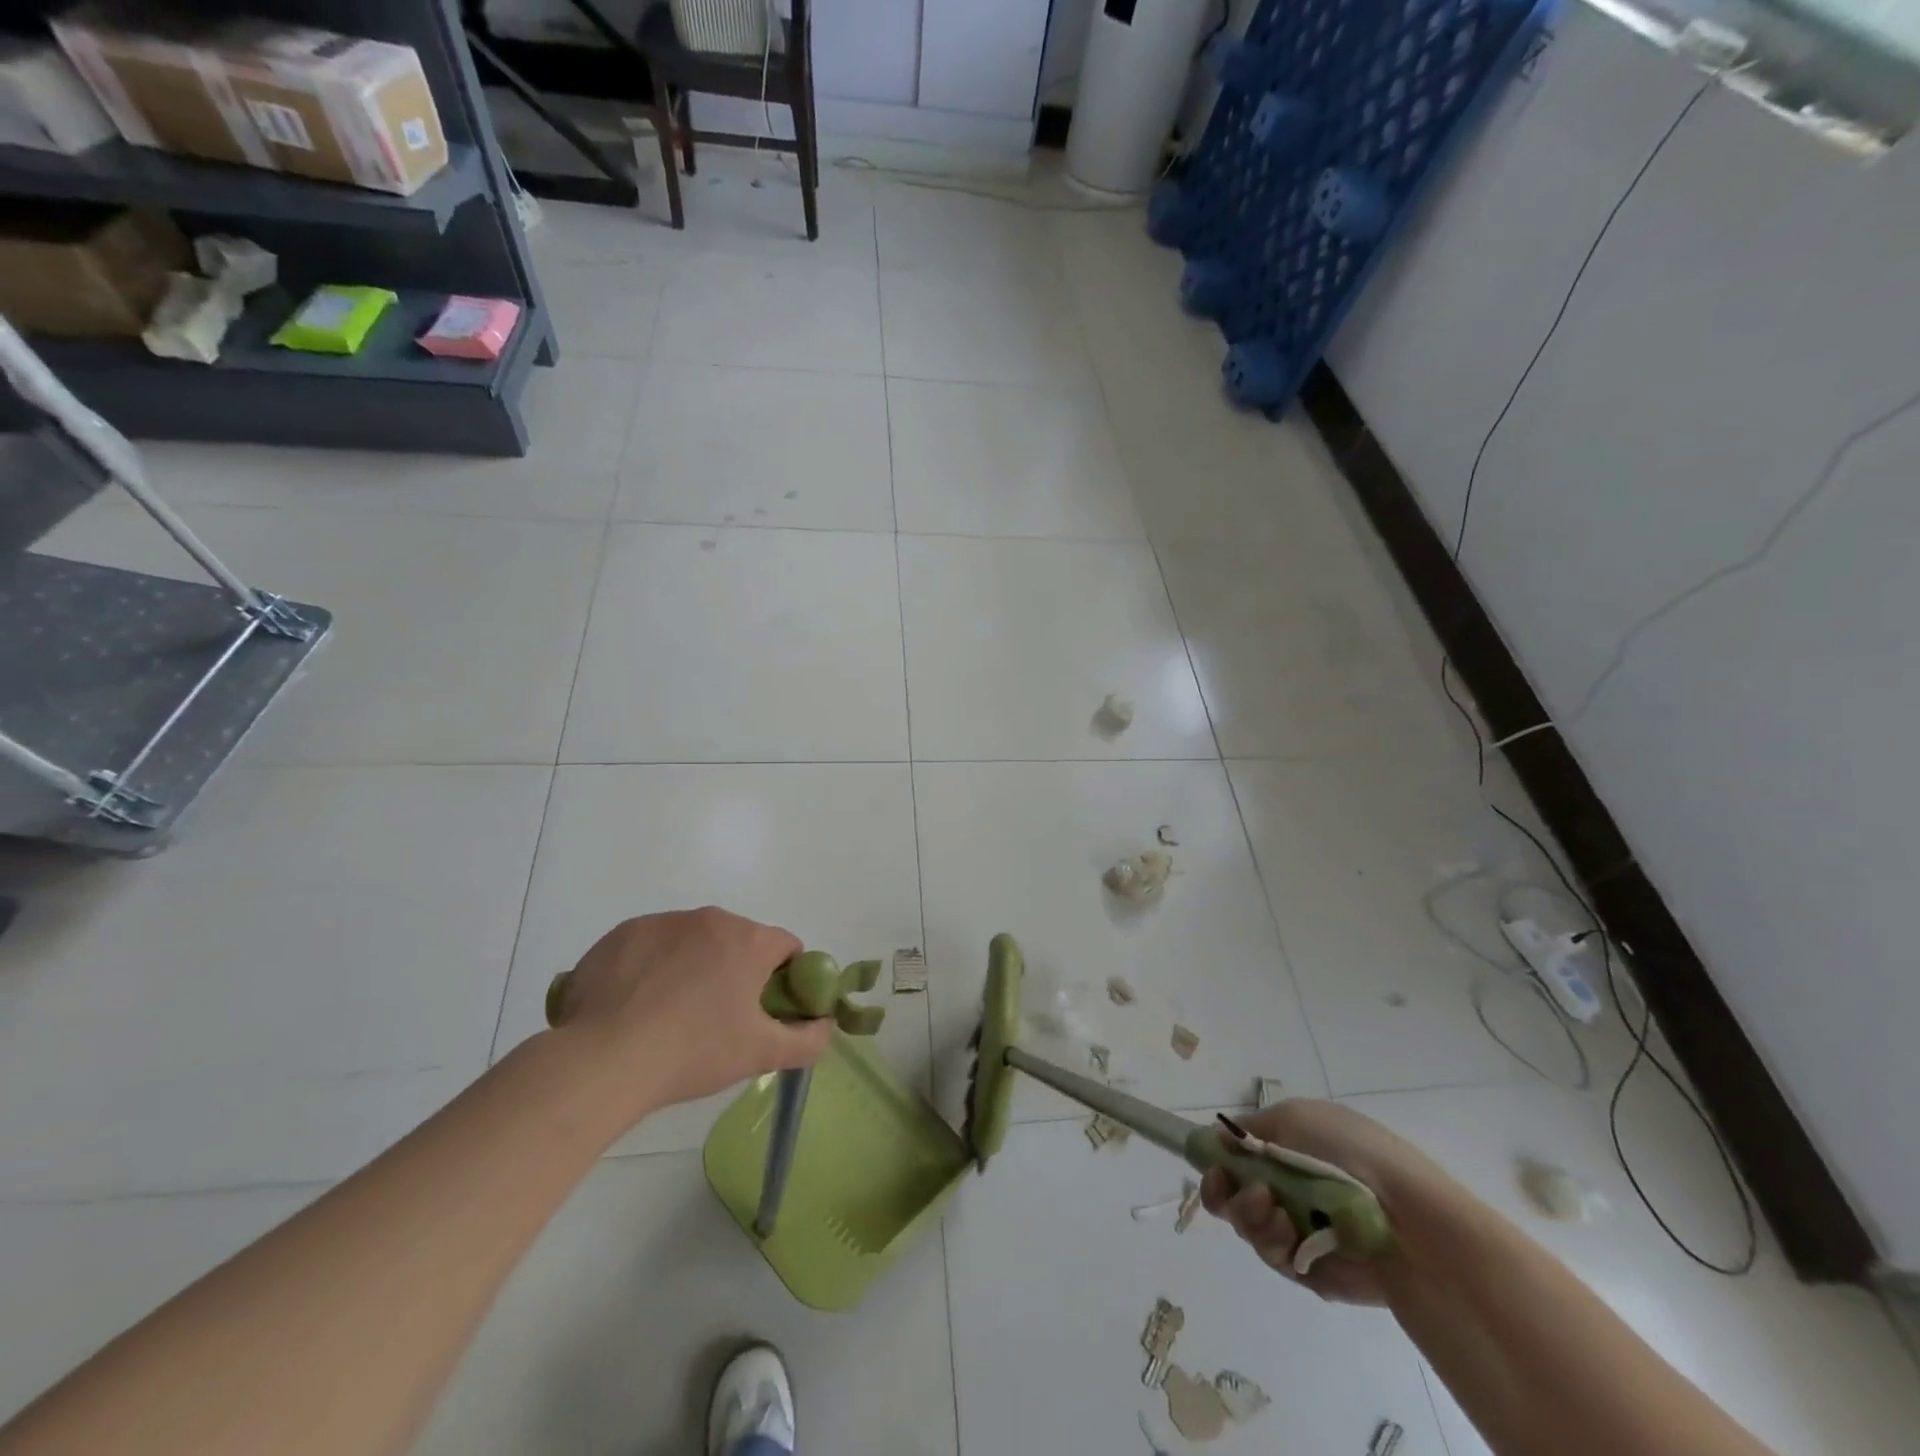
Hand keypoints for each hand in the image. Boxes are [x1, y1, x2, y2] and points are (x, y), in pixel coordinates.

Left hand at [545, 907, 834, 1119]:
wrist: (604, 1059)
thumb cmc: (694, 1052)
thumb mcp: (762, 1055)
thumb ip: (808, 1040)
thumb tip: (826, 1026)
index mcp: (749, 941)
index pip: (786, 948)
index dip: (784, 979)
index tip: (765, 1010)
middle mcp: (710, 919)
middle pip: (738, 941)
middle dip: (736, 972)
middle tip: (718, 1019)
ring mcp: (663, 922)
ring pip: (693, 941)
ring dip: (693, 967)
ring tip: (670, 1016)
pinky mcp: (622, 934)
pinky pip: (651, 946)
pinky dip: (652, 967)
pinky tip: (636, 1006)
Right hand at [1201, 1099, 1449, 1305]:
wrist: (1408, 1219)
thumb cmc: (1350, 1153)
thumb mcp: (1293, 1117)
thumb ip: (1248, 1129)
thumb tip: (1219, 1138)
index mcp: (1289, 1148)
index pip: (1237, 1155)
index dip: (1217, 1160)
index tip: (1212, 1164)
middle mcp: (1290, 1187)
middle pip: (1232, 1193)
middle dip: (1223, 1191)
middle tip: (1228, 1188)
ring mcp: (1300, 1229)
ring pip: (1247, 1224)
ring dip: (1249, 1214)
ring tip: (1274, 1212)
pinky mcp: (1310, 1270)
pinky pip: (1273, 1256)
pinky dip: (1273, 1243)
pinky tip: (1290, 1235)